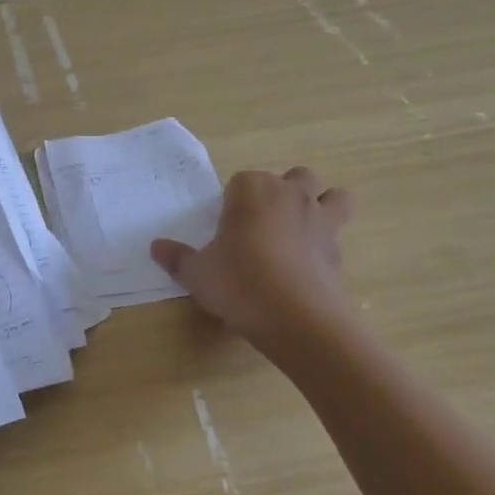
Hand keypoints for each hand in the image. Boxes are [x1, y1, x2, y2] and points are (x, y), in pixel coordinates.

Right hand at [150, 167, 356, 344]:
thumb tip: (156, 247)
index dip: (233, 201)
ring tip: (301, 232)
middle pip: (295, 177)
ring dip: (322, 206)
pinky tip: (306, 268)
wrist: (295, 318)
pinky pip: (336, 236)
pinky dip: (325, 246)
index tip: (225, 226)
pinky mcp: (339, 250)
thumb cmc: (238, 283)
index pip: (241, 181)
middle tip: (263, 223)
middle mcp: (290, 195)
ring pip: (334, 197)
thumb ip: (177, 258)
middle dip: (283, 192)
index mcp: (253, 190)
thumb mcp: (197, 273)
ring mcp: (321, 220)